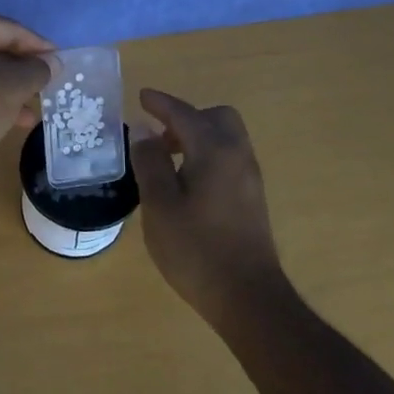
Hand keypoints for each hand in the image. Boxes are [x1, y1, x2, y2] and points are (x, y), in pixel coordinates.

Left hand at [0, 5, 56, 180]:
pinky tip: (7, 120)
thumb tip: (52, 62)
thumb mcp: (12, 87)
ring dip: (6, 89)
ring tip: (32, 112)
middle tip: (47, 88)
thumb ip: (37, 70)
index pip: (12, 30)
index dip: (40, 48)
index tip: (61, 65)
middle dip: (22, 72)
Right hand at [129, 88, 289, 325]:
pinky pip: (229, 159)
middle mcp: (238, 156)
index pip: (184, 114)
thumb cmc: (196, 249)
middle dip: (186, 118)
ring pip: (225, 138)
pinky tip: (186, 182)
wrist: (247, 296)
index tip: (142, 96)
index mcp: (214, 151)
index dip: (161, 104)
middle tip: (158, 135)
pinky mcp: (252, 198)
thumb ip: (151, 164)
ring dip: (197, 137)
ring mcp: (249, 178)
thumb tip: (145, 134)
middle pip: (216, 118)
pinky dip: (207, 155)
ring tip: (166, 160)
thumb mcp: (160, 205)